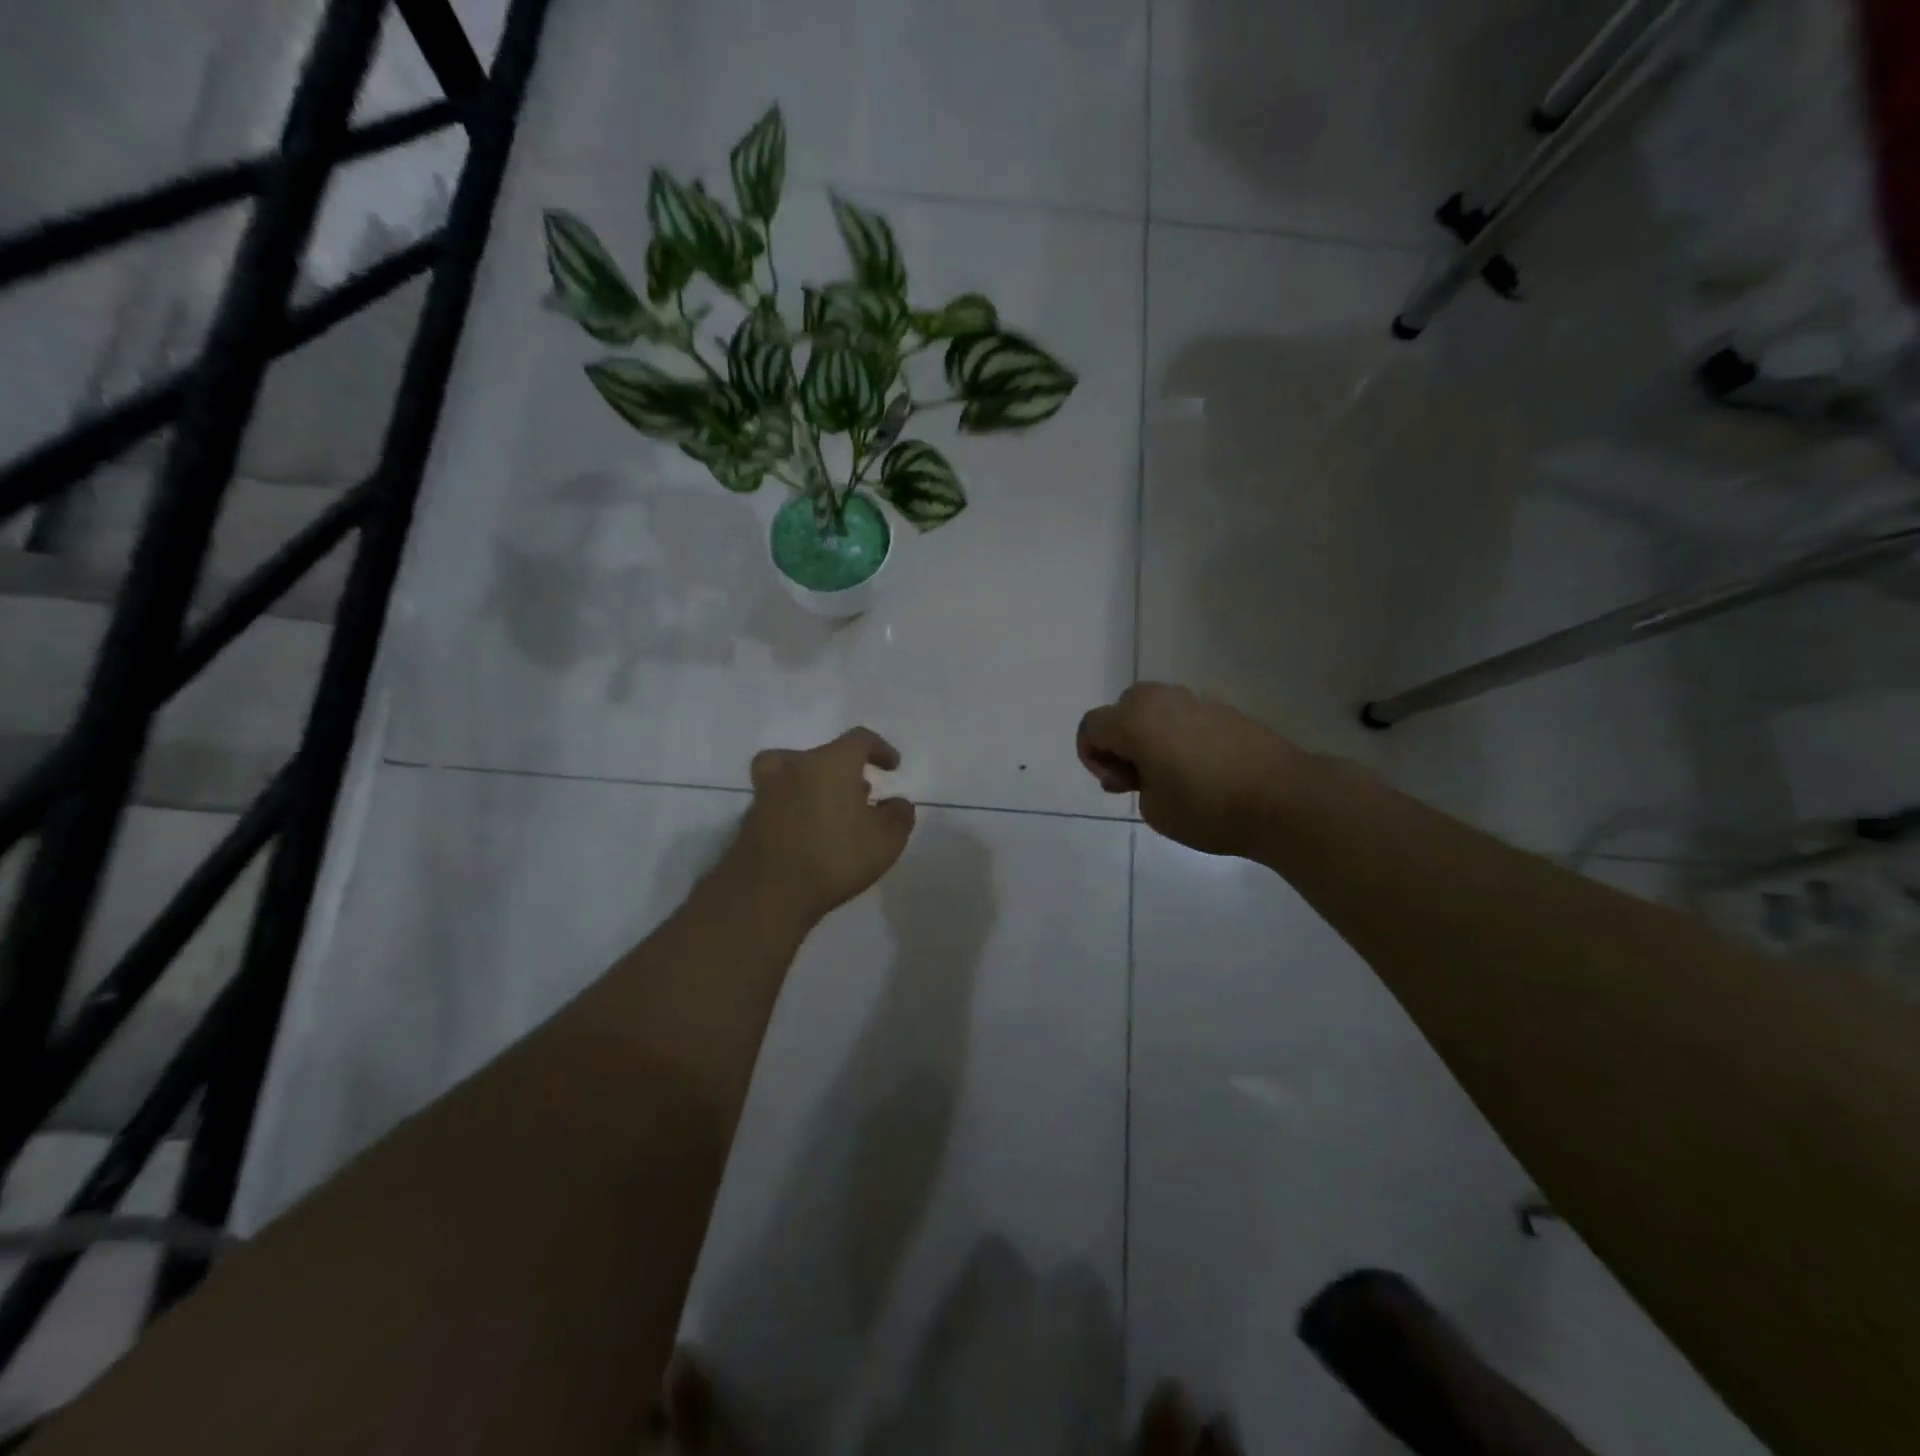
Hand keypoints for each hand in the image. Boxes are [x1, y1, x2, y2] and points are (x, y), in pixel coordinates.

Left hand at [724, 727, 915, 921]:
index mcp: (831, 762)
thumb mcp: (886, 841)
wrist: (768, 892)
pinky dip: (794, 806)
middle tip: (861, 794)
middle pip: (824, 755)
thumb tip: (898, 803)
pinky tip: (807, 832)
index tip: (892, 766)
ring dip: (815, 784)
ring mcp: (768, 791)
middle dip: (847, 770)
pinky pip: (779, 799)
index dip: (880, 749)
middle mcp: (796, 766)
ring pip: (795, 772)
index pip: (859, 739)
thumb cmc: (835, 857)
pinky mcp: (751, 817)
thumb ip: (899, 816)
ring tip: (830, 809)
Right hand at [1076, 683, 1307, 858]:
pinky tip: (1199, 769)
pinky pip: (1185, 717)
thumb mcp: (1153, 809)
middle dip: (1119, 742)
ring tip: (1168, 775)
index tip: (1114, 784)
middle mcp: (1162, 700)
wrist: (1283, 799)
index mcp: (1135, 720)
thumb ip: (1131, 783)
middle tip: (1136, 779)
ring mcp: (1197, 701)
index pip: (1091, 726)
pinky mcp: (1225, 710)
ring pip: (1155, 710)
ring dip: (1149, 737)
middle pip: (1121, 710)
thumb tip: (1139, 769)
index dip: (1091, 756)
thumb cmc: (1206, 808)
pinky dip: (1178, 736)